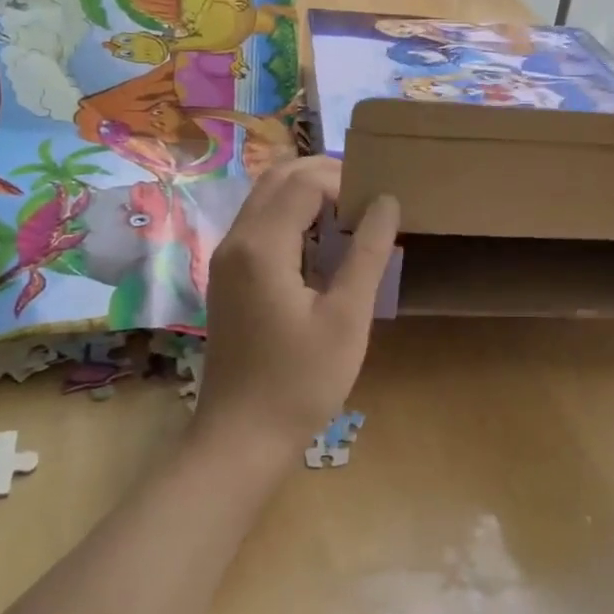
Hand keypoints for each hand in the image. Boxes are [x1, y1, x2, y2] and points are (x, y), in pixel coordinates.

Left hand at [195, 156, 398, 457]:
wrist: (242, 436)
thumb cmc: (301, 381)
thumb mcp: (347, 317)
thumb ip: (368, 253)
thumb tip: (387, 201)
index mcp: (262, 245)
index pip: (305, 182)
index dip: (346, 181)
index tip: (381, 204)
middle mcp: (236, 240)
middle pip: (279, 178)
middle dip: (325, 176)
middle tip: (369, 198)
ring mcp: (226, 259)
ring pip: (266, 199)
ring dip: (308, 195)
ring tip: (352, 217)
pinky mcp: (228, 278)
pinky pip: (260, 225)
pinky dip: (292, 218)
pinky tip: (322, 247)